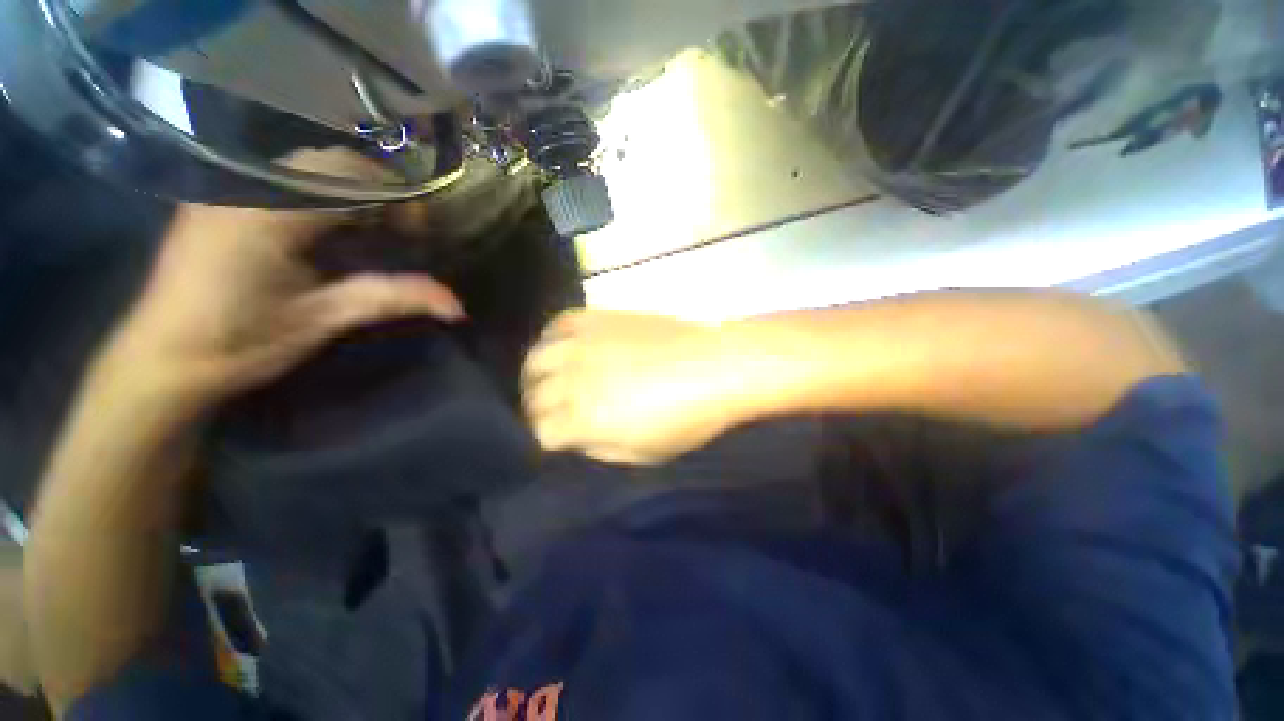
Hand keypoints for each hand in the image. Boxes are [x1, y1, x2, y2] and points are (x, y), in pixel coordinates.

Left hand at [103, 150, 464, 407]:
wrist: (163, 359)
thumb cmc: (240, 343)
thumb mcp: (322, 320)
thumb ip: (391, 299)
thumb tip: (457, 306)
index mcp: (266, 214)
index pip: (349, 176)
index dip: (396, 198)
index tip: (418, 233)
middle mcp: (243, 186)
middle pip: (330, 161)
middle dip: (378, 190)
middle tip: (400, 231)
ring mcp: (226, 188)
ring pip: (306, 164)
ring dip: (352, 190)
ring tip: (372, 229)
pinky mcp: (221, 199)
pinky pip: (283, 176)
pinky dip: (322, 193)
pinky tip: (331, 227)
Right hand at [522, 310, 761, 464]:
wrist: (714, 367)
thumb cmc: (686, 419)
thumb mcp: (642, 454)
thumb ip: (598, 449)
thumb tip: (574, 438)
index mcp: (584, 418)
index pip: (540, 431)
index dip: (545, 439)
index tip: (555, 439)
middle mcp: (573, 378)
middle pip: (533, 396)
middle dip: (537, 409)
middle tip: (552, 412)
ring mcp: (582, 344)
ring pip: (536, 359)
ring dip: (536, 375)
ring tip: (549, 380)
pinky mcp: (596, 318)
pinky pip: (558, 324)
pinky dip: (551, 338)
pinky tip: (562, 347)